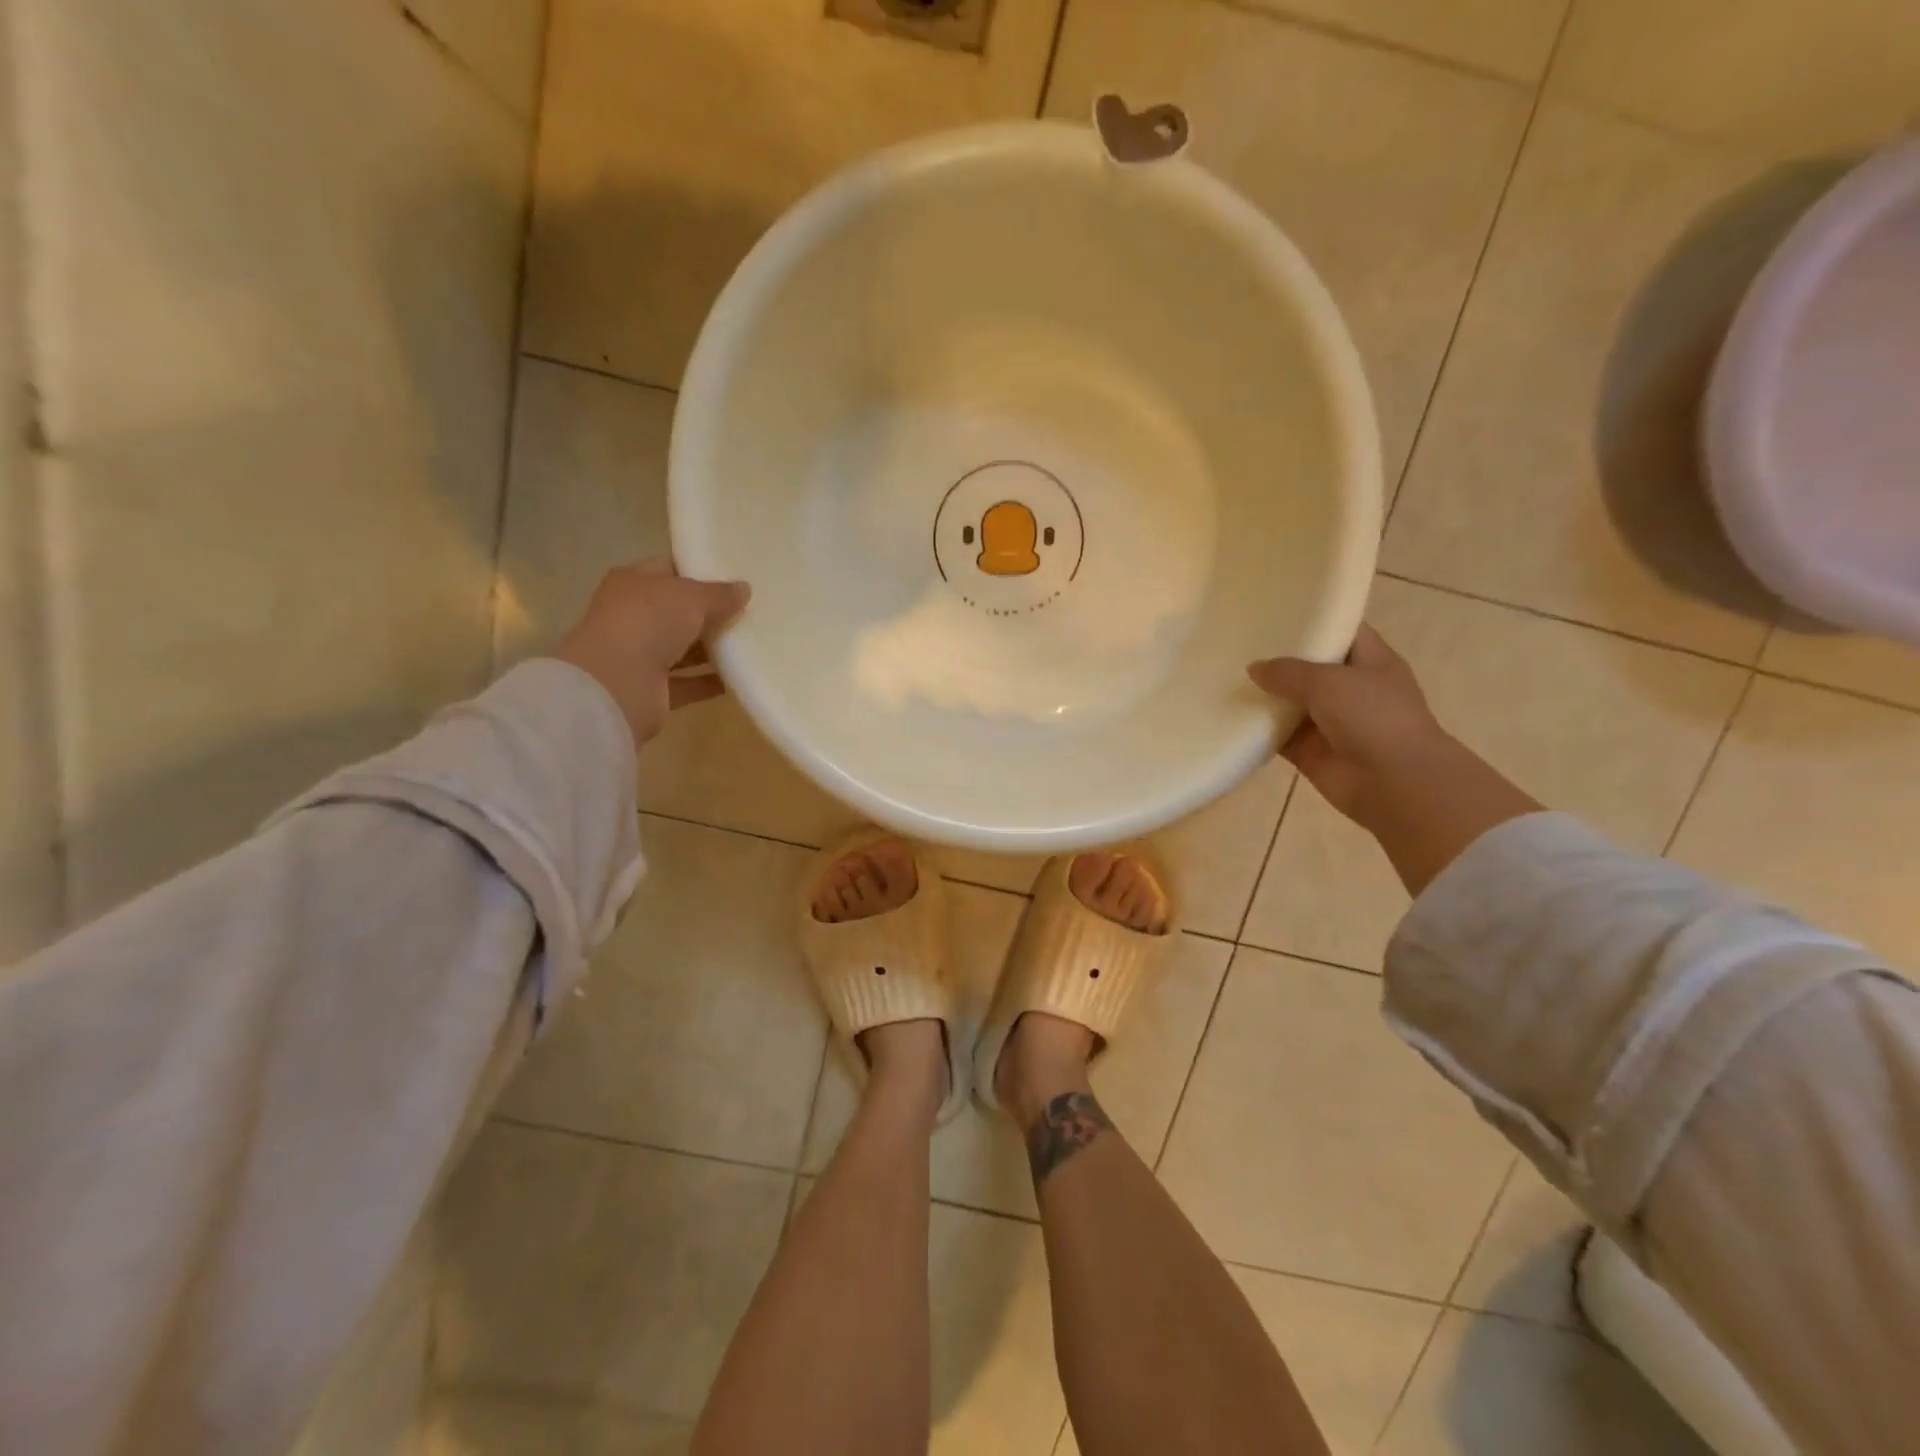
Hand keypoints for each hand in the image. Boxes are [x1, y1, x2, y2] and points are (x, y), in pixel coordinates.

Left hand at [552, 559, 750, 748]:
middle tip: (749, 610)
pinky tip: (740, 676)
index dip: (699, 571)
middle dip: (711, 612)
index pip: (669, 569)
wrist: (617, 684)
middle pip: (678, 611)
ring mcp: (640, 655)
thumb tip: (744, 589)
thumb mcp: (692, 597)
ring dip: (713, 649)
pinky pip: (688, 683)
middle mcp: (633, 617)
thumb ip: (720, 594)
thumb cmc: (649, 622)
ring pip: (683, 648)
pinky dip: (710, 681)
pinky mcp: (652, 690)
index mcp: (633, 583)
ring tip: (751, 643)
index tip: (734, 576)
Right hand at [1248, 626, 1539, 893]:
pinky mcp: (1310, 751)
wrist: (1393, 783)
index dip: (1313, 620)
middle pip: (1309, 667)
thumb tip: (1254, 669)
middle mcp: (1351, 689)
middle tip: (1237, 642)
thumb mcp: (1329, 681)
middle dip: (1278, 658)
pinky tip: (1228, 715)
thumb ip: (1288, 672)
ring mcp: (1330, 722)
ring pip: (1290, 702)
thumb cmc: (1373, 717)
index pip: (1341, 631)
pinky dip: (1257, 729)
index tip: (1275, 612)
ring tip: (1224, 674)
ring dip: (1264, 695)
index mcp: (1371, 662)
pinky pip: (1278, 735)